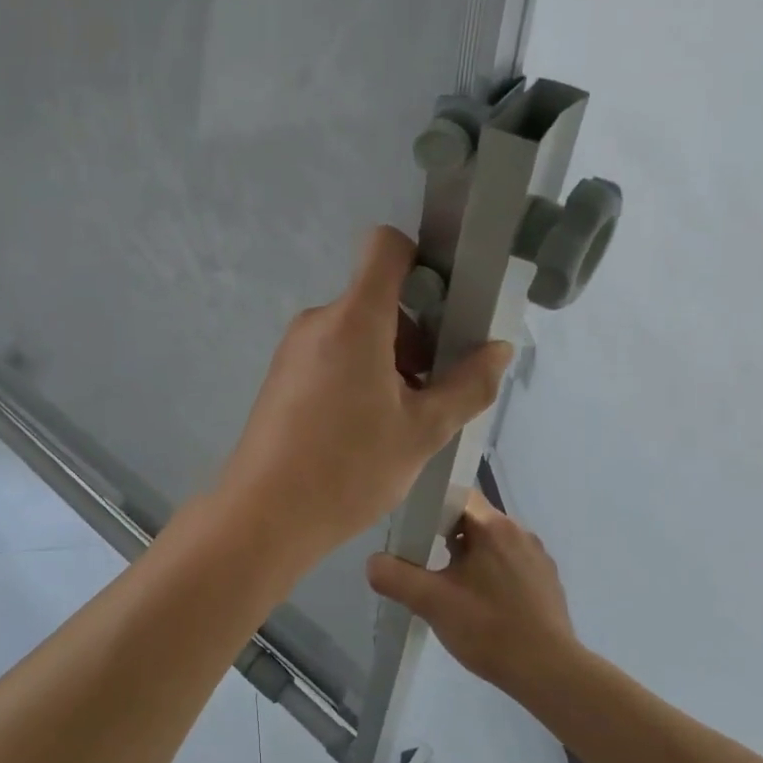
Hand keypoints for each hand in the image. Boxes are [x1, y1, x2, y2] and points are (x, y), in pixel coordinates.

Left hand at [215, 226, 511, 565]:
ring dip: (388, 359)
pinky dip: (358, 373)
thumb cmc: (349, 469)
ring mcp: (294, 349)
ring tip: (403, 419)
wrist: (264, 515)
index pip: (385, 247)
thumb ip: (469, 385)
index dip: (420, 260)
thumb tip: (498, 349)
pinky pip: (331, 354)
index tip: (445, 305)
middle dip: (414, 333)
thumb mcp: (423, 431)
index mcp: (354, 319)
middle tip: (433, 388)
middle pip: (377, 298)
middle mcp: (318, 321)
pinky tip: (367, 428)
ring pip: (356, 331)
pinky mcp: (281, 376)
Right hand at [366, 490, 581, 698]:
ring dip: (470, 557)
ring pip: (493, 544)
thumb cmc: (489, 629)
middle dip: (447, 536)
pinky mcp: (547, 582)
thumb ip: (395, 578)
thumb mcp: (432, 603)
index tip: (415, 531)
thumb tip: (373, 563)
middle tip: (426, 562)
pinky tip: (482, 605)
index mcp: (494, 527)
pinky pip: (511, 564)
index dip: (432, 507)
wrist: (550, 673)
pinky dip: (492, 575)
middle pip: (473, 520)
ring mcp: (538, 558)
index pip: (457, 495)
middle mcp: (520, 532)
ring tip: (451, 587)